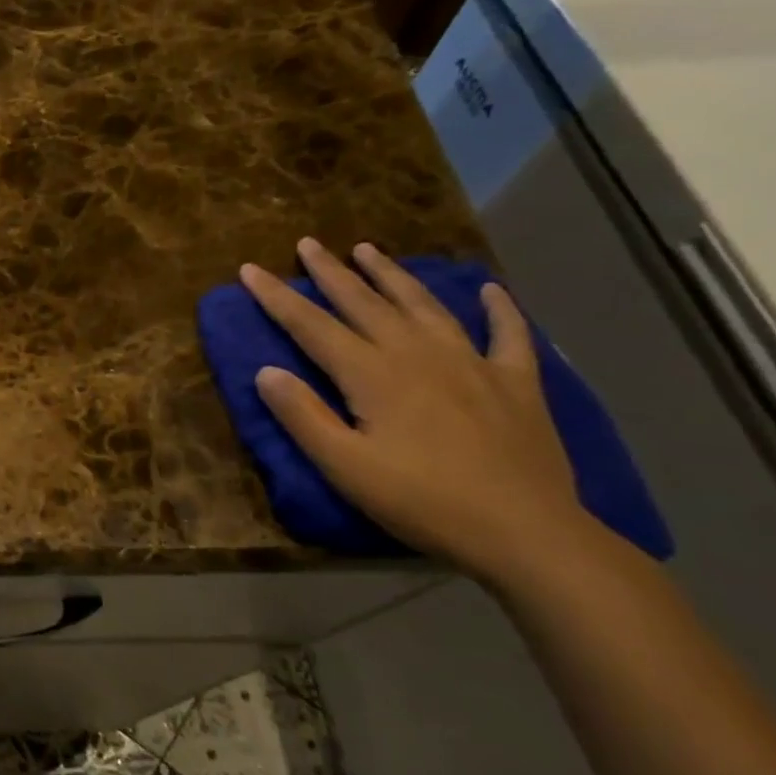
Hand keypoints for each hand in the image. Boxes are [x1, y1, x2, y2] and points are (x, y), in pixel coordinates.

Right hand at [240, 239, 591, 580]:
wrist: (524, 531)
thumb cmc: (420, 500)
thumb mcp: (344, 466)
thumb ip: (302, 415)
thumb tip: (265, 371)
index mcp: (372, 375)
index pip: (312, 326)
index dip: (278, 297)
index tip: (250, 270)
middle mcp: (418, 354)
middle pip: (365, 303)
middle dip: (331, 272)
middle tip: (308, 243)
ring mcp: (472, 363)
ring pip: (424, 306)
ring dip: (393, 276)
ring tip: (369, 250)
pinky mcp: (515, 382)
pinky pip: (507, 334)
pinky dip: (498, 309)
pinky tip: (489, 290)